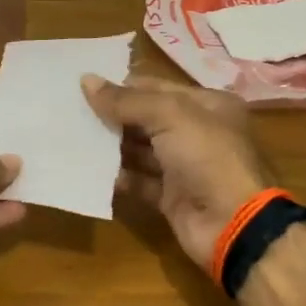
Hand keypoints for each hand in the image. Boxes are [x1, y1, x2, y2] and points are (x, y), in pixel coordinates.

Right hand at [81, 75, 274, 270]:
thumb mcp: (170, 116)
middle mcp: (197, 132)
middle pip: (147, 118)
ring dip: (112, 145)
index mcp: (207, 105)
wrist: (233, 224)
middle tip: (72, 112)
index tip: (84, 87)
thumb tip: (86, 80)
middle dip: (113, 115)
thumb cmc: (207, 157)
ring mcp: (185, 167)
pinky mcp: (172, 196)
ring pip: (141, 150)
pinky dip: (119, 176)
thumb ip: (126, 100)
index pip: (157, 87)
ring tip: (74, 138)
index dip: (123, 86)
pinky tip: (91, 170)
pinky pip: (140, 181)